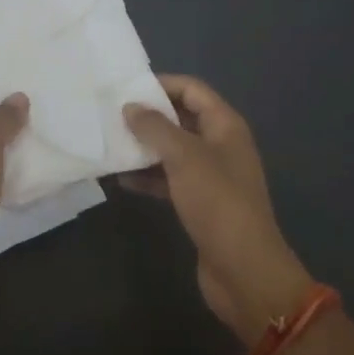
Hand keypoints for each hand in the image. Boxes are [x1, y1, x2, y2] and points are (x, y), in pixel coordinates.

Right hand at [123, 76, 313, 345]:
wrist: (243, 270)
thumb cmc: (217, 202)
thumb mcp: (184, 157)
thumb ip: (155, 128)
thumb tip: (130, 106)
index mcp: (224, 125)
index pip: (192, 89)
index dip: (162, 84)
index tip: (126, 88)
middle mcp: (220, 144)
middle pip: (181, 118)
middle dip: (149, 116)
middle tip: (111, 114)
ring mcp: (210, 175)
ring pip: (173, 150)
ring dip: (145, 147)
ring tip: (109, 143)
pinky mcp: (200, 202)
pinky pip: (170, 178)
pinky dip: (148, 176)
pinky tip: (121, 179)